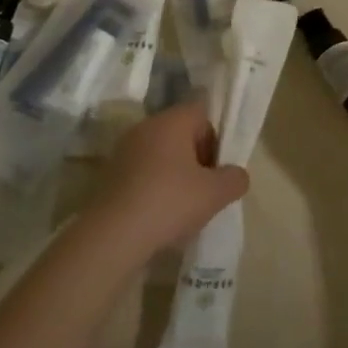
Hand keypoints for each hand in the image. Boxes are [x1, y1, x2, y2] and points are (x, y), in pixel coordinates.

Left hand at [80, 99, 248, 258]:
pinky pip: (142, 171)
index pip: (202, 113)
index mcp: (171, 121)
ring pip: (161, 154)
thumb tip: (237, 174)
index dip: (215, 139)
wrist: (113, 234)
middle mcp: (145, 127)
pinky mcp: (110, 173)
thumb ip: (235, 178)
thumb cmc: (170, 202)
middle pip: (181, 133)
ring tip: (182, 206)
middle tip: (204, 189)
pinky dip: (154, 186)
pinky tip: (159, 214)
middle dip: (196, 159)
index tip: (216, 168)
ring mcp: (123, 150)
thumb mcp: (216, 193)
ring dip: (175, 174)